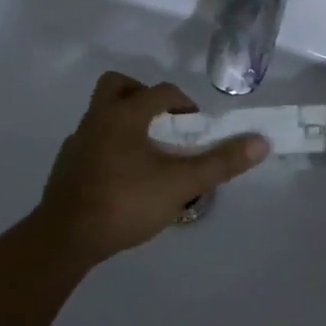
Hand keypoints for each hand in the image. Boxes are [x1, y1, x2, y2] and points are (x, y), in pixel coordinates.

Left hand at [36, 72, 269, 263]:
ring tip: (148, 155)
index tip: (197, 128)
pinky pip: (93, 142)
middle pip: (118, 86)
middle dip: (143, 97)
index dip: (185, 103)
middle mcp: (97, 119)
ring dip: (127, 124)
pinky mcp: (66, 166)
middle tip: (163, 124)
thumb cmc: (125, 202)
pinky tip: (123, 179)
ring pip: (102, 115)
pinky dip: (110, 149)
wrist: (64, 239)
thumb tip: (260, 141)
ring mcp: (77, 142)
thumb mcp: (180, 184)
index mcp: (123, 114)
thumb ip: (219, 162)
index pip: (160, 91)